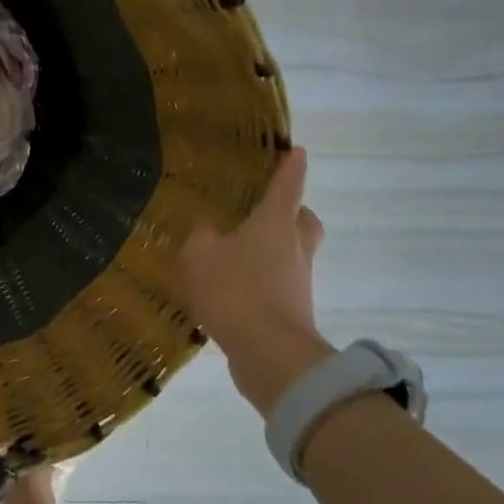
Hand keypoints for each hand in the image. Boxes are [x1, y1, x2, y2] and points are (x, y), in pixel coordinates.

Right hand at [178, 147, 332, 416]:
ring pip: (295, 251)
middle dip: (291, 211)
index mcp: (275, 223)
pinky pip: (282, 281)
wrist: (270, 354)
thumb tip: (206, 223)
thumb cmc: (235, 291)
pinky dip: (266, 277)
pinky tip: (238, 285)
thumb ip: (200, 234)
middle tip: (265, 211)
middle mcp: (295, 246)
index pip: (287, 184)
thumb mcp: (200, 255)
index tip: (295, 150)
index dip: (290, 166)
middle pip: (303, 219)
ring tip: (241, 251)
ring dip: (277, 246)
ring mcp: (299, 279)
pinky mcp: (294, 308)